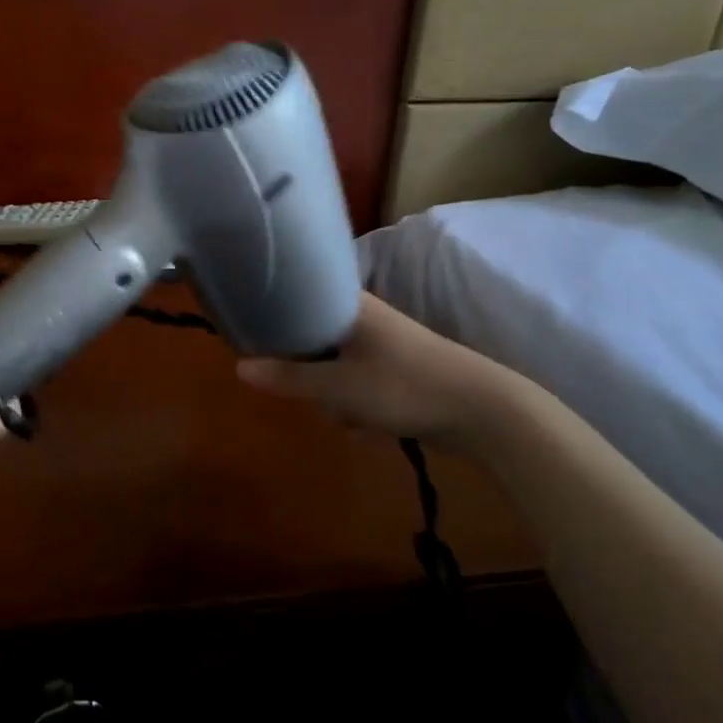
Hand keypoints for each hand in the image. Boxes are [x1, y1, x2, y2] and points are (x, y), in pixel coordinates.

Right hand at [236, 291, 515, 444]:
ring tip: (345, 414)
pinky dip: (355, 403)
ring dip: (332, 394)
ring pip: (332, 366)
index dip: (272, 317)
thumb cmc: (403, 386)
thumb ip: (287, 377)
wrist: (484, 411)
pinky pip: (356, 383)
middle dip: (306, 372)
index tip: (253, 339)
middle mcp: (363, 317)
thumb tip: (238, 367)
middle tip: (308, 391)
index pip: (295, 297)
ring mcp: (382, 345)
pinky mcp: (396, 370)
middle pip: (310, 338)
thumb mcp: (336, 387)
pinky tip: (366, 425)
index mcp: (347, 305)